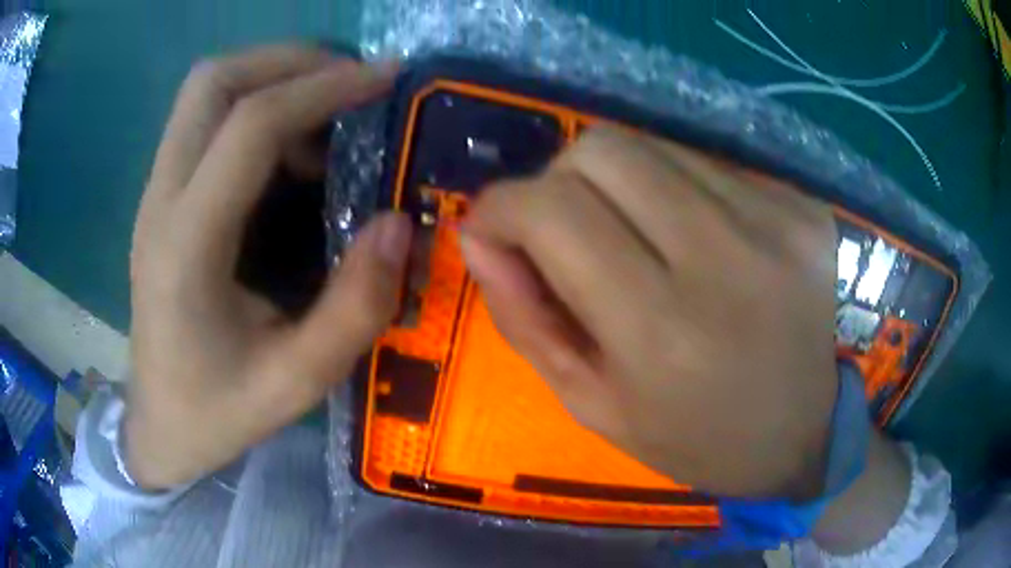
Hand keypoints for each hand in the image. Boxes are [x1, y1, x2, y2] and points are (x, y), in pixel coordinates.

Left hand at [128, 46, 410, 488]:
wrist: (158, 425)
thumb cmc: (217, 412)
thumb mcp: (296, 382)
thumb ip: (354, 309)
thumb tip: (398, 225)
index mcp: (186, 245)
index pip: (250, 126)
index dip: (322, 88)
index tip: (383, 79)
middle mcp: (161, 200)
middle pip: (213, 81)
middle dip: (288, 60)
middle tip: (349, 81)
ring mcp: (155, 194)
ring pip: (205, 90)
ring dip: (270, 76)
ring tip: (326, 109)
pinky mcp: (161, 198)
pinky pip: (204, 119)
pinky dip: (254, 106)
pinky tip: (290, 149)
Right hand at [461, 129, 839, 499]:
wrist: (807, 432)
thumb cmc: (697, 438)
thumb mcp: (593, 404)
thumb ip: (524, 317)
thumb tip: (479, 236)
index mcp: (662, 332)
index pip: (552, 209)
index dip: (500, 207)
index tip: (490, 229)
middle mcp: (724, 258)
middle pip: (600, 149)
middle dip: (557, 182)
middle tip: (565, 232)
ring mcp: (774, 220)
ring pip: (651, 145)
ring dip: (618, 184)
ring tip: (637, 239)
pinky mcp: (800, 205)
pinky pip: (705, 165)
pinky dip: (675, 191)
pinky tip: (695, 240)